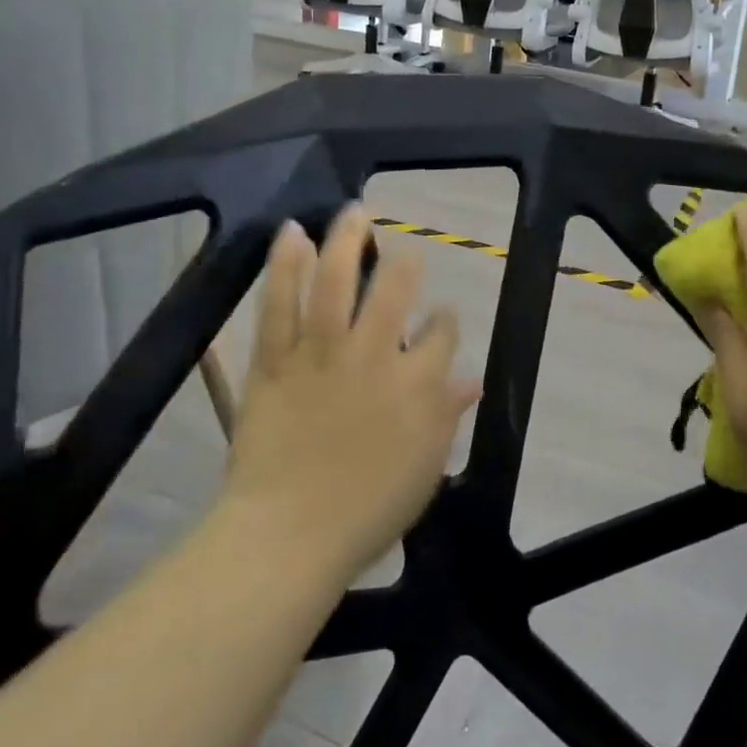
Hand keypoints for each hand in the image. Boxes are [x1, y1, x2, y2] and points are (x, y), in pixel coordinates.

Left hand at [223, 206, 479, 575]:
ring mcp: (322, 354)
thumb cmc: (367, 511)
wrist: (289, 536)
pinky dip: (284, 266)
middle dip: (404, 266)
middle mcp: (374, 356)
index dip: (444, 320)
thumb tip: (471, 380)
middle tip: (403, 253)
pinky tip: (292, 233)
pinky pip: (279, 305)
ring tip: (354, 210)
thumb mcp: (425, 467)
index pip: (442, 334)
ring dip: (345, 240)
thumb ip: (448, 415)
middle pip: (394, 291)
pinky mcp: (275, 361)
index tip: (440, 318)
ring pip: (334, 282)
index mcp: (417, 385)